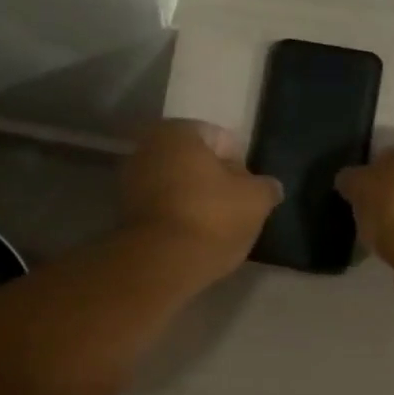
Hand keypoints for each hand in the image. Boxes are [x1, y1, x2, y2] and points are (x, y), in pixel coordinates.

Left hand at [121, 120, 282, 282]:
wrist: (161, 263)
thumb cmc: (212, 218)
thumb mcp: (256, 200)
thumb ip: (266, 187)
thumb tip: (269, 186)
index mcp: (179, 131)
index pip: (221, 140)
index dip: (241, 165)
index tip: (250, 192)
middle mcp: (148, 146)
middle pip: (195, 162)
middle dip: (215, 181)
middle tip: (235, 209)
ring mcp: (131, 180)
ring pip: (177, 185)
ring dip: (195, 200)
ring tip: (216, 228)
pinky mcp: (124, 212)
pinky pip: (162, 207)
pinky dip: (177, 216)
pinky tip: (193, 237)